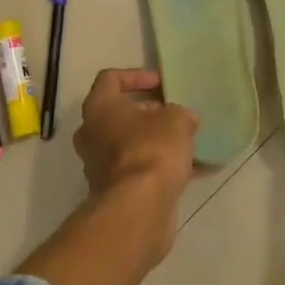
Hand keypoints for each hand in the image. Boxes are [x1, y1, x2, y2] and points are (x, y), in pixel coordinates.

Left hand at [74, 68, 195, 203]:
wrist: (138, 208)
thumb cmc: (152, 150)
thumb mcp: (176, 120)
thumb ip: (179, 113)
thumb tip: (183, 118)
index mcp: (99, 108)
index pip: (110, 79)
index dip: (137, 76)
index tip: (161, 84)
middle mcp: (91, 134)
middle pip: (118, 113)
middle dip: (148, 113)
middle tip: (173, 114)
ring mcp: (98, 165)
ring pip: (128, 144)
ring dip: (154, 141)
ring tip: (186, 142)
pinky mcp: (113, 191)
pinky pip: (138, 170)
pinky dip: (160, 168)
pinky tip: (192, 171)